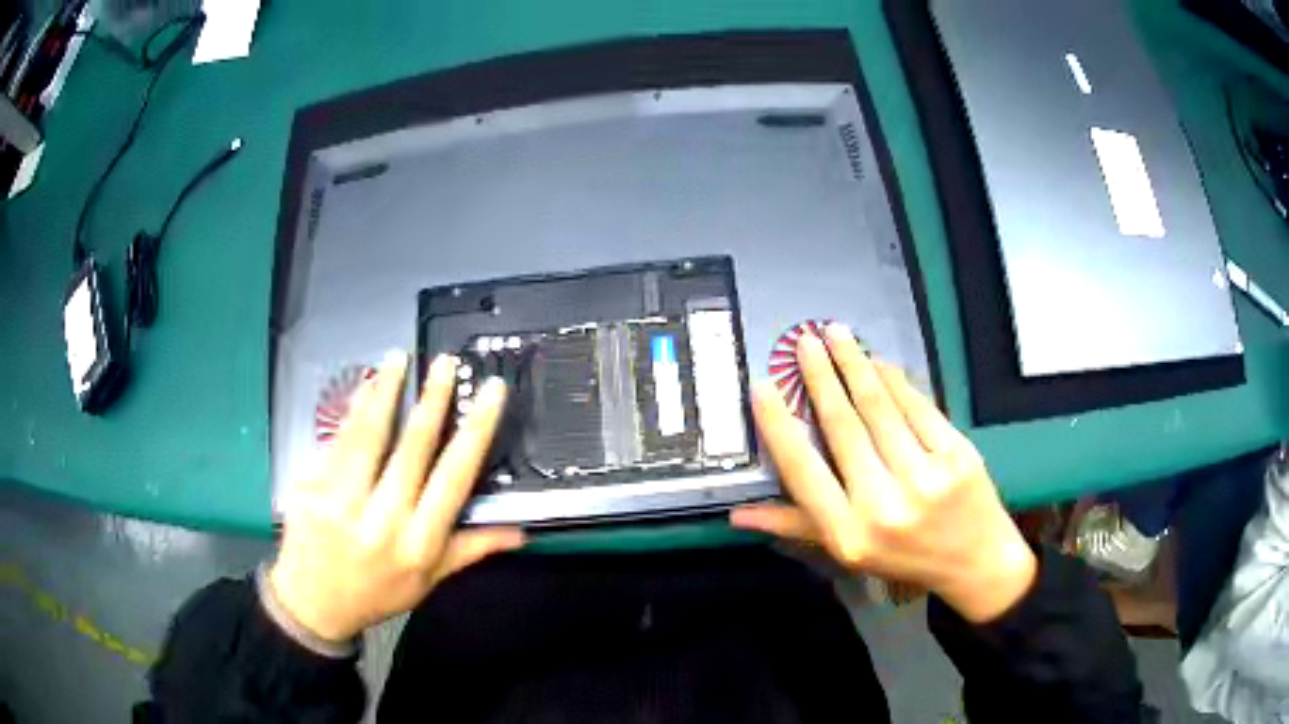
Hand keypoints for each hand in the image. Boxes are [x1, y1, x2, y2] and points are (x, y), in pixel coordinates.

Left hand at [269, 351, 524, 642]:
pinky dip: (351, 411)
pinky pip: (335, 442)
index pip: (454, 478)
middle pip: (412, 449)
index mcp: (419, 543)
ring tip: (398, 359)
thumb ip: (471, 550)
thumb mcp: (429, 581)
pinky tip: (363, 388)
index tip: (489, 393)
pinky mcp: (310, 490)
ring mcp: (341, 503)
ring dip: (385, 393)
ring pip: (369, 436)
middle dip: (433, 400)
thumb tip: (520, 533)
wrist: (313, 605)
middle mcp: (383, 521)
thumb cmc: (376, 593)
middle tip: (446, 363)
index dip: (475, 431)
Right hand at [732, 325, 1035, 622]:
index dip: (779, 426)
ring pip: (881, 408)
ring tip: (836, 334)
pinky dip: (897, 380)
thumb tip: (738, 515)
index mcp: (849, 533)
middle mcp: (883, 504)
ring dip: (855, 365)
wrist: (976, 562)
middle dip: (820, 377)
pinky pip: (919, 407)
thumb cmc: (905, 559)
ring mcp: (925, 476)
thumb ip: (795, 526)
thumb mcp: (847, 553)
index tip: (762, 387)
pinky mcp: (957, 454)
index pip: (802, 471)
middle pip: (844, 427)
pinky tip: (880, 362)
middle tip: (804, 341)